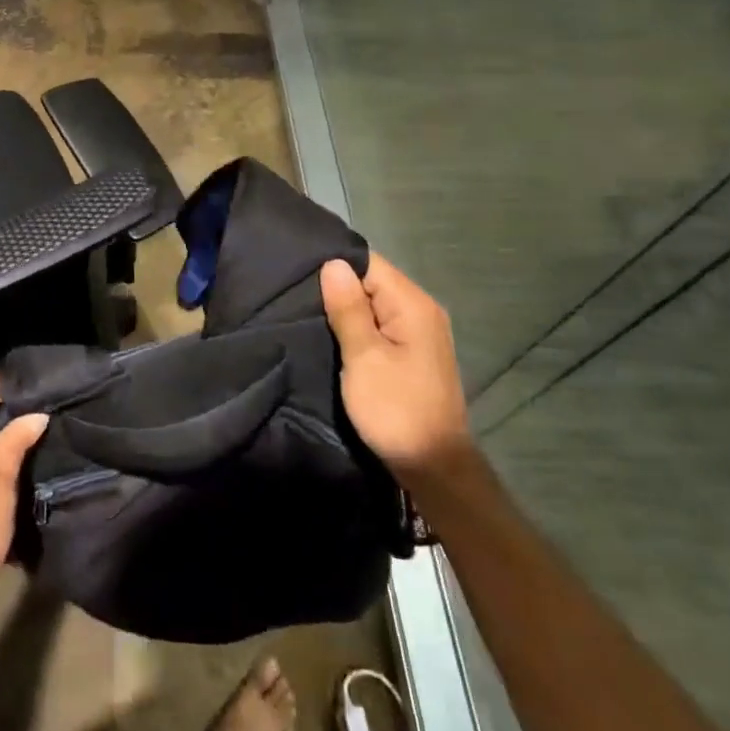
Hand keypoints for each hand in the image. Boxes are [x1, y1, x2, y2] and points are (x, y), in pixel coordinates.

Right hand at [321, 254, 471, 484]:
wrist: (433, 467)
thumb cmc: (395, 409)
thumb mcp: (364, 358)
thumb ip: (348, 309)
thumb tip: (333, 263)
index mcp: (412, 305)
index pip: (369, 263)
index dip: (335, 265)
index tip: (299, 272)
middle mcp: (421, 310)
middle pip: (372, 281)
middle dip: (338, 286)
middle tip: (295, 294)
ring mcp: (420, 332)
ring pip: (374, 303)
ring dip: (346, 308)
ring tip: (307, 311)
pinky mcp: (413, 352)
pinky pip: (380, 323)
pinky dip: (358, 326)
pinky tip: (333, 333)